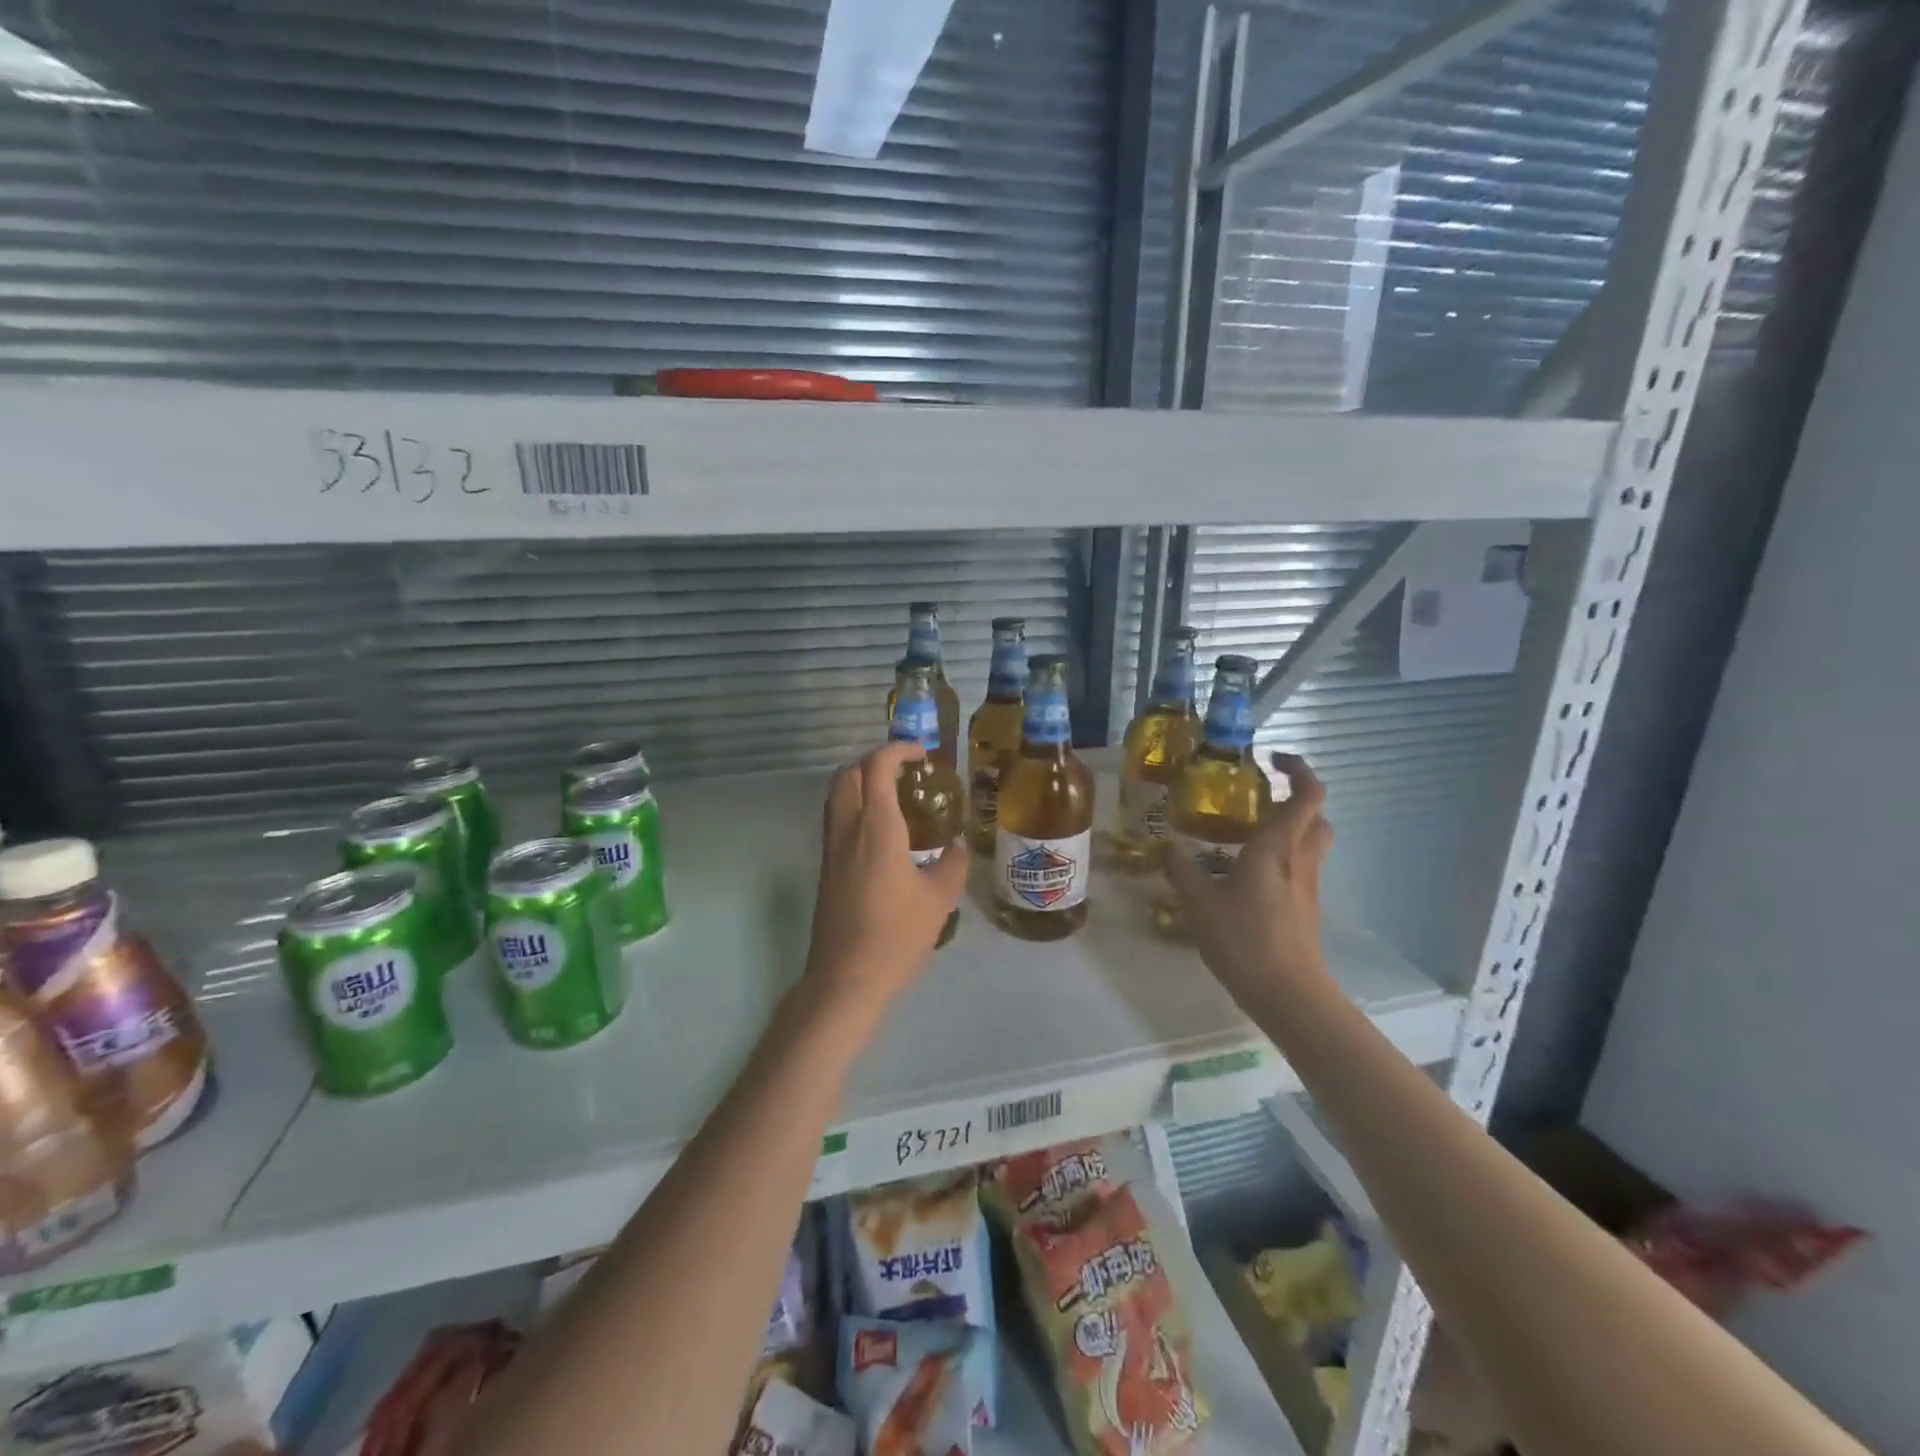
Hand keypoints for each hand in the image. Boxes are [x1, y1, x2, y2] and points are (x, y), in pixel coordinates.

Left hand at [804, 742, 968, 1015]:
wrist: (846, 978)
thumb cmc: (896, 936)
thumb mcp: (939, 899)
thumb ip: (952, 865)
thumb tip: (956, 846)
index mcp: (876, 827)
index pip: (877, 767)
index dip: (897, 750)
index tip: (921, 754)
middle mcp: (847, 828)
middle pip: (849, 773)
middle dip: (875, 761)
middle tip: (906, 770)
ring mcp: (831, 848)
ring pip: (837, 794)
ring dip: (861, 782)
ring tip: (894, 794)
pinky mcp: (826, 867)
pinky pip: (836, 818)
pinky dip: (855, 805)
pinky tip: (881, 830)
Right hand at [1166, 752, 1334, 998]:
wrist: (1287, 993)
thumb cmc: (1245, 939)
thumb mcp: (1199, 902)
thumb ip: (1182, 870)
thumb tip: (1167, 847)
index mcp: (1278, 847)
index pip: (1307, 794)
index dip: (1298, 769)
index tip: (1273, 759)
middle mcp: (1300, 860)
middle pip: (1317, 817)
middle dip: (1297, 799)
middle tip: (1260, 800)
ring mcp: (1308, 886)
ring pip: (1311, 843)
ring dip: (1290, 829)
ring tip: (1248, 835)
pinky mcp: (1306, 908)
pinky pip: (1300, 869)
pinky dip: (1282, 859)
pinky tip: (1246, 875)